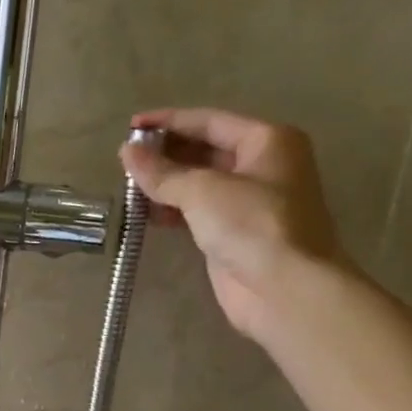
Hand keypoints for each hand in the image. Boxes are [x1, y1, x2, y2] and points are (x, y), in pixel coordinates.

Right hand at [120, 107, 347, 341]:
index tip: (130, 127)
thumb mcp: (201, 190)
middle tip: (126, 160)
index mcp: (267, 141)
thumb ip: (161, 171)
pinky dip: (172, 208)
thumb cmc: (252, 225)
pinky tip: (146, 213)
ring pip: (199, 181)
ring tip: (129, 186)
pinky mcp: (235, 232)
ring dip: (165, 182)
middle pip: (205, 149)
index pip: (208, 121)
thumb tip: (126, 153)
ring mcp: (249, 201)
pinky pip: (197, 210)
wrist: (285, 289)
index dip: (167, 121)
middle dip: (165, 153)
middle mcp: (263, 165)